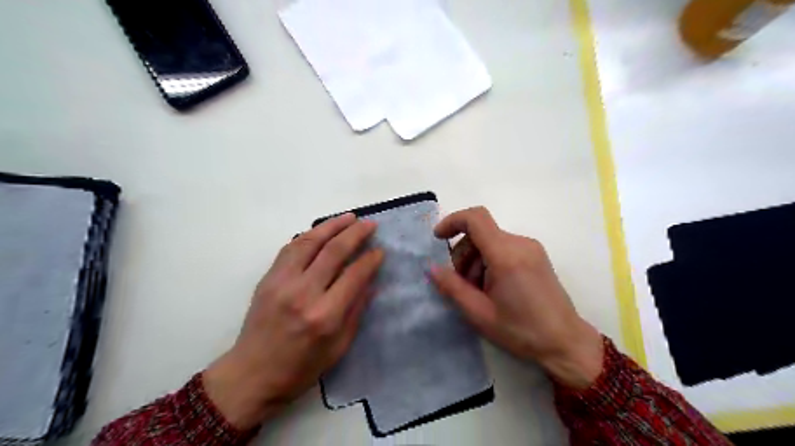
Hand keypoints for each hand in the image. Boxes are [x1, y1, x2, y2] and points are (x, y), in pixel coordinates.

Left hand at [202, 214, 381, 429]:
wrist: (251, 375)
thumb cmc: (300, 368)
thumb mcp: (339, 347)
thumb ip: (357, 310)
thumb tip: (372, 282)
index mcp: (325, 315)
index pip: (354, 275)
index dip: (370, 259)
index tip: (380, 251)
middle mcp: (304, 293)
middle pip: (334, 251)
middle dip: (356, 234)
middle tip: (370, 224)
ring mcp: (282, 282)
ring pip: (310, 242)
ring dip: (332, 226)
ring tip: (349, 217)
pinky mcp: (268, 278)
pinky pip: (290, 248)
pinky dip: (309, 235)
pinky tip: (321, 230)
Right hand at [429, 207, 603, 388]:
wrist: (566, 343)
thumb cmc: (521, 331)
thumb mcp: (479, 313)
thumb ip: (452, 287)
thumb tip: (431, 268)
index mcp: (506, 255)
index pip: (475, 218)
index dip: (452, 221)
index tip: (438, 239)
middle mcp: (520, 243)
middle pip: (480, 233)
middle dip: (463, 253)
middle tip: (461, 284)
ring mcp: (531, 248)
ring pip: (490, 241)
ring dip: (475, 260)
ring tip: (478, 291)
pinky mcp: (536, 255)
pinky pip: (504, 248)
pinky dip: (490, 261)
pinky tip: (493, 287)